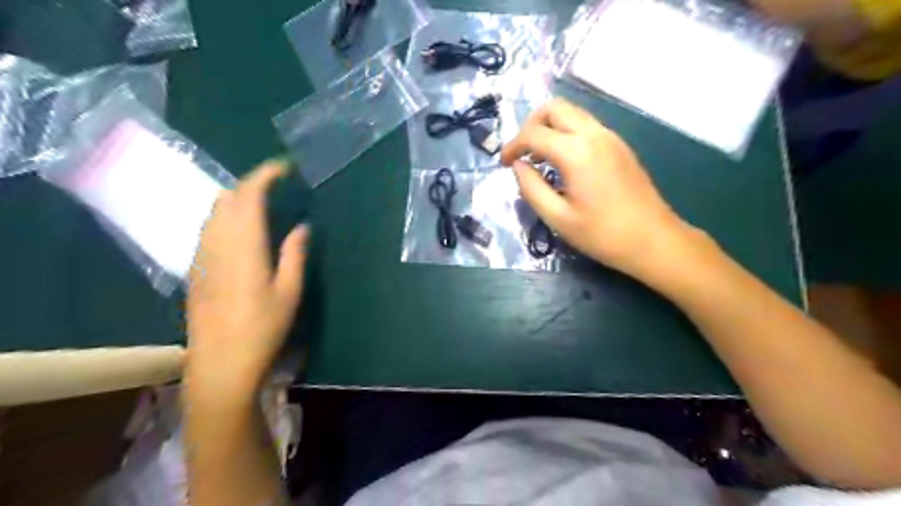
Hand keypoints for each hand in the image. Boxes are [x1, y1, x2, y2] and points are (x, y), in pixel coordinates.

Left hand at [184, 159, 307, 405]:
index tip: (284, 168)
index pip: (248, 196)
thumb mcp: (289, 292)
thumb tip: (301, 226)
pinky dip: (226, 217)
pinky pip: (208, 228)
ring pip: (214, 212)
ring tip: (262, 204)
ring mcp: (201, 256)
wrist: (220, 364)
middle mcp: (217, 244)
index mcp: (244, 247)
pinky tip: (241, 230)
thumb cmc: (262, 329)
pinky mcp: (195, 269)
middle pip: (227, 199)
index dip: (265, 176)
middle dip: (251, 184)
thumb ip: (294, 254)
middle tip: (277, 187)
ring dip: (237, 200)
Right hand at [505, 99, 699, 279]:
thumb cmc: (603, 235)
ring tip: (540, 157)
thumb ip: (531, 188)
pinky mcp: (620, 145)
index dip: (512, 146)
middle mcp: (594, 134)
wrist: (654, 240)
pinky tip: (563, 161)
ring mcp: (611, 137)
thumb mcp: (558, 218)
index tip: (503, 164)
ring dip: (550, 127)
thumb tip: (518, 166)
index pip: (534, 134)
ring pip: (572, 113)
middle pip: (554, 108)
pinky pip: (586, 125)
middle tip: (522, 152)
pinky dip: (567, 133)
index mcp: (577, 152)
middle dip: (531, 125)